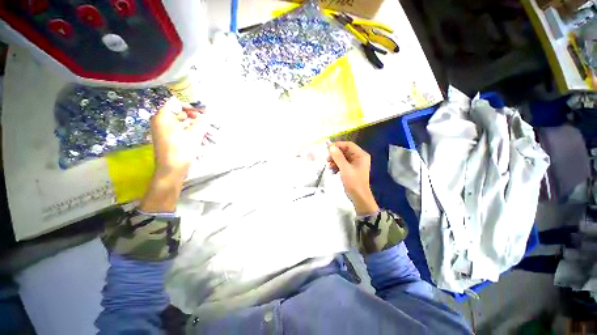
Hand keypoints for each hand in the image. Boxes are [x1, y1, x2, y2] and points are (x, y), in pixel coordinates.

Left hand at [139, 97, 206, 212]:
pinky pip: (183, 131)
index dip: (191, 104)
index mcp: (163, 117)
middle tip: (210, 120)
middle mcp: (162, 121)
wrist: (172, 171)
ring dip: (197, 125)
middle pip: (181, 112)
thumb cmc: (180, 151)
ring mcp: (166, 131)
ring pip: (184, 123)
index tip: (205, 109)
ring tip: (210, 130)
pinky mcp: (171, 139)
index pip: (177, 102)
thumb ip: (202, 122)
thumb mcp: (193, 135)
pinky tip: (204, 137)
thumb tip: (209, 114)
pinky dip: (193, 132)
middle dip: (197, 116)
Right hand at [327, 141, 378, 215]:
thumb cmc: (354, 182)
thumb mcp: (345, 168)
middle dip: (335, 154)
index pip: (349, 145)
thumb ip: (338, 157)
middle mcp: (359, 158)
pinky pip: (343, 164)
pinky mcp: (351, 170)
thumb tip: (331, 147)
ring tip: (329, 166)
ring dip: (335, 161)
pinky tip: (332, 170)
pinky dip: (337, 166)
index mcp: (361, 155)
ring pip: (343, 158)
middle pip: (345, 151)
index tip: (328, 148)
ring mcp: (355, 164)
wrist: (359, 197)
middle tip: (327, 159)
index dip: (338, 145)